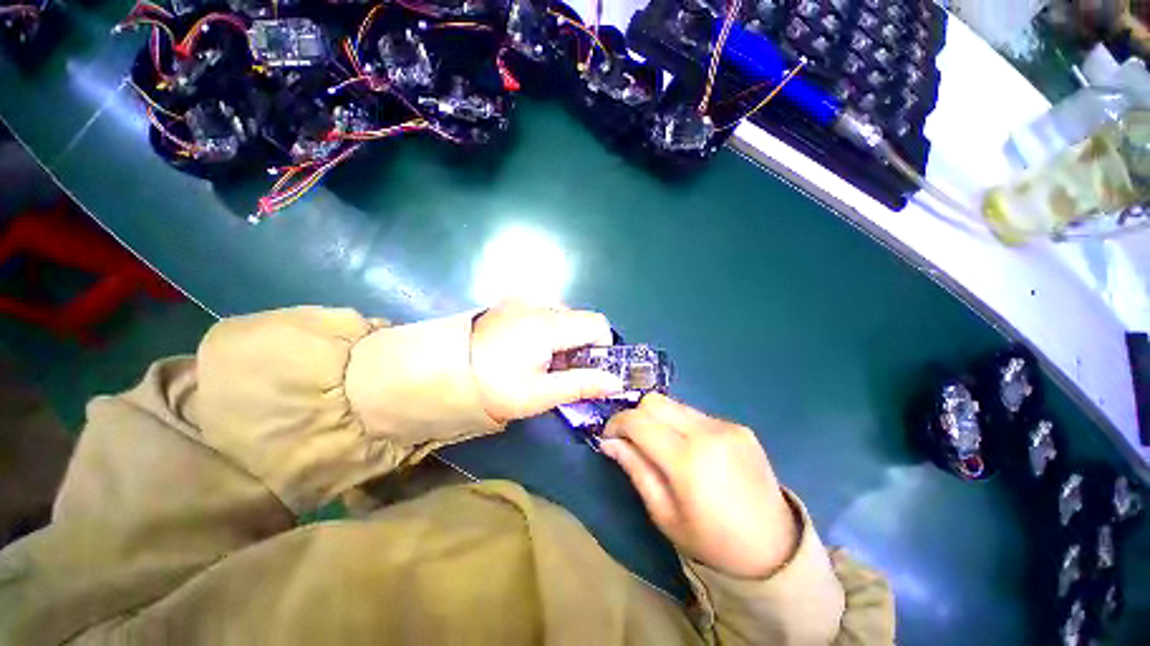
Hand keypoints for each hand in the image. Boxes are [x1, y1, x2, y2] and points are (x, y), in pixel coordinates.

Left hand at [471, 301, 624, 423]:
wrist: (439, 371)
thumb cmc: (493, 386)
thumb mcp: (539, 394)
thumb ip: (581, 385)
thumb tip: (616, 382)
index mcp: (549, 325)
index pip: (597, 324)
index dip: (602, 346)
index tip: (588, 368)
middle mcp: (539, 304)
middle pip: (580, 319)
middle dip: (581, 344)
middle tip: (561, 370)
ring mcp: (522, 300)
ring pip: (562, 315)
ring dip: (563, 337)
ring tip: (542, 360)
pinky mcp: (510, 303)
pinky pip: (543, 312)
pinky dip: (547, 329)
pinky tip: (528, 347)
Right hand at [600, 394, 798, 578]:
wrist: (775, 550)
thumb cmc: (712, 542)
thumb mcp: (664, 514)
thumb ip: (635, 469)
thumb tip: (609, 441)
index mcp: (687, 460)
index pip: (638, 420)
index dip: (617, 423)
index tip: (609, 436)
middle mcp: (707, 432)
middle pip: (655, 401)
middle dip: (636, 415)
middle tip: (633, 439)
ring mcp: (727, 426)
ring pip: (675, 404)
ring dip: (659, 419)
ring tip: (663, 446)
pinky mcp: (739, 427)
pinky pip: (697, 414)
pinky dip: (683, 425)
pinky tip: (692, 450)